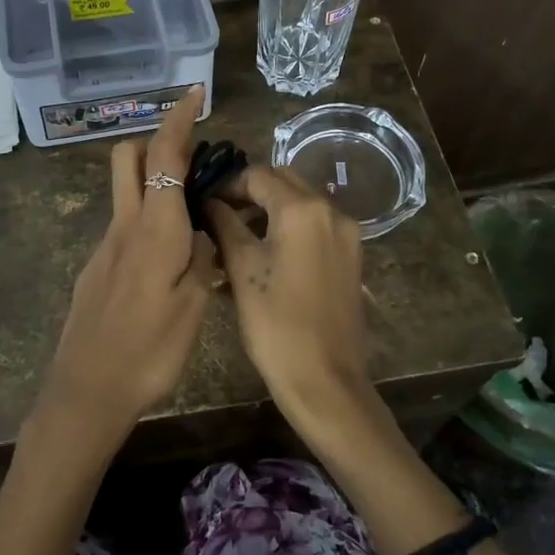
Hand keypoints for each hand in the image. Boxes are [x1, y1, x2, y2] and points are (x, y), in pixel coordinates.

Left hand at [41, 86, 219, 443]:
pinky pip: (124, 226)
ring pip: (125, 192)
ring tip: (193, 215)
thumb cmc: (148, 350)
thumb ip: (202, 258)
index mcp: (153, 228)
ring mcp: (105, 247)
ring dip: (153, 182)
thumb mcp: (192, 305)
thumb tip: (204, 230)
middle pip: (128, 159)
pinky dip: (147, 219)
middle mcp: (124, 226)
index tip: (194, 93)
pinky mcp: (96, 268)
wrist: (86, 390)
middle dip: (156, 142)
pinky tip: (169, 259)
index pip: (163, 156)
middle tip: (193, 158)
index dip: (179, 119)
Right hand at [205, 166, 381, 443]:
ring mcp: (346, 235)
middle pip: (284, 183)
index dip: (227, 185)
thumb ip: (224, 224)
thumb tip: (209, 201)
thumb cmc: (276, 323)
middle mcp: (331, 211)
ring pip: (300, 205)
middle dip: (250, 193)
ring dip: (269, 211)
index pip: (258, 175)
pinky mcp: (351, 257)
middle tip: (218, 216)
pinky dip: (289, 230)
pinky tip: (264, 256)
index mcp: (303, 208)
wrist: (325, 379)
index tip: (203, 202)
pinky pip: (315, 228)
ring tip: (235, 238)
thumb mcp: (242, 269)